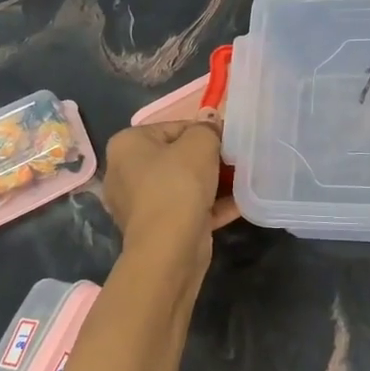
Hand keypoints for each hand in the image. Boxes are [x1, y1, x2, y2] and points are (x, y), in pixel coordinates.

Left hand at [102, 115, 239, 264]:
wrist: (169, 248)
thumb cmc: (178, 184)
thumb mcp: (200, 144)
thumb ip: (208, 128)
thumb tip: (211, 123)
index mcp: (127, 145)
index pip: (173, 126)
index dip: (205, 131)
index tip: (229, 140)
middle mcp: (126, 172)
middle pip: (177, 157)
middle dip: (209, 159)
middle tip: (237, 159)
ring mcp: (139, 204)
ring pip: (184, 185)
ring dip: (214, 182)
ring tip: (243, 180)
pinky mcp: (156, 228)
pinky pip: (187, 208)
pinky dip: (211, 205)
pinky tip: (241, 203)